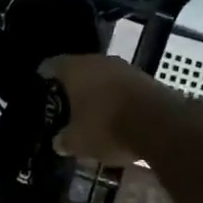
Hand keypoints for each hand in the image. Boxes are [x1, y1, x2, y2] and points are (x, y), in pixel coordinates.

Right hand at [40, 53, 190, 166]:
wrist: (161, 125)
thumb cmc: (107, 127)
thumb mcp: (78, 142)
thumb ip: (64, 140)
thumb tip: (58, 142)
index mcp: (74, 69)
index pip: (50, 65)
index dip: (43, 78)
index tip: (40, 89)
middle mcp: (98, 61)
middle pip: (78, 69)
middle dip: (72, 86)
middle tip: (64, 104)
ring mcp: (125, 68)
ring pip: (102, 77)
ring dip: (96, 92)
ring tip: (89, 112)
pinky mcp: (146, 79)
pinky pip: (122, 87)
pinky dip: (116, 99)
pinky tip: (114, 115)